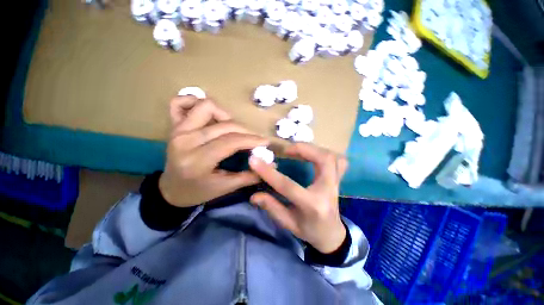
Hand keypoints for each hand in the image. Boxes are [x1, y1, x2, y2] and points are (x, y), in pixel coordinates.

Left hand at [159, 96, 268, 207]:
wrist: (171, 190)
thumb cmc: (199, 191)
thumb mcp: (225, 188)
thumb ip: (249, 176)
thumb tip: (270, 164)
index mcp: (197, 161)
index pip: (230, 142)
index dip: (251, 140)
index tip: (265, 142)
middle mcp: (186, 141)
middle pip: (224, 126)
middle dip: (245, 131)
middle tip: (253, 141)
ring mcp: (178, 130)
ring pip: (207, 107)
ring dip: (225, 116)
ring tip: (232, 129)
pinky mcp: (174, 126)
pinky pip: (180, 103)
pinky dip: (195, 102)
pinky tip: (209, 115)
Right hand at [249, 143, 347, 253]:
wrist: (332, 235)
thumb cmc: (309, 230)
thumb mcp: (288, 223)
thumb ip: (272, 207)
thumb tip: (254, 195)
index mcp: (313, 205)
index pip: (288, 185)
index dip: (269, 172)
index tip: (254, 160)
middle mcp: (328, 190)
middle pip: (323, 160)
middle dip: (302, 149)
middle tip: (286, 149)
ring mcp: (336, 183)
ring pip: (332, 156)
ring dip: (313, 149)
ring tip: (296, 149)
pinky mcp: (338, 179)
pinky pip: (338, 160)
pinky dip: (325, 153)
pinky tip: (313, 154)